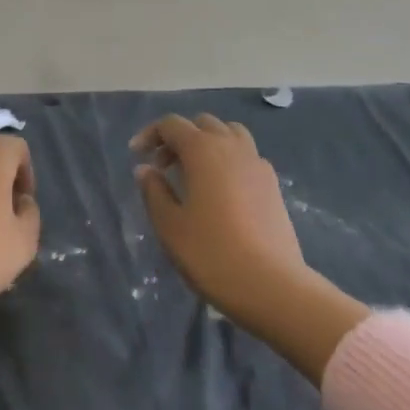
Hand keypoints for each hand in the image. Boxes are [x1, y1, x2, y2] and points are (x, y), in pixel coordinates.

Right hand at [132, 114, 307, 322]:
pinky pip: (246, 156)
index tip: (136, 155)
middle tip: (163, 167)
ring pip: (229, 134)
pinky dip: (228, 160)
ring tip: (193, 173)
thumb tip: (145, 169)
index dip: (150, 134)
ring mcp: (257, 164)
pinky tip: (221, 192)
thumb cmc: (211, 253)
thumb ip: (154, 191)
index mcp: (203, 150)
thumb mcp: (170, 225)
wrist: (271, 285)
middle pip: (202, 124)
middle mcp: (232, 147)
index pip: (172, 125)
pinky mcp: (272, 185)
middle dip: (179, 138)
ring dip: (207, 144)